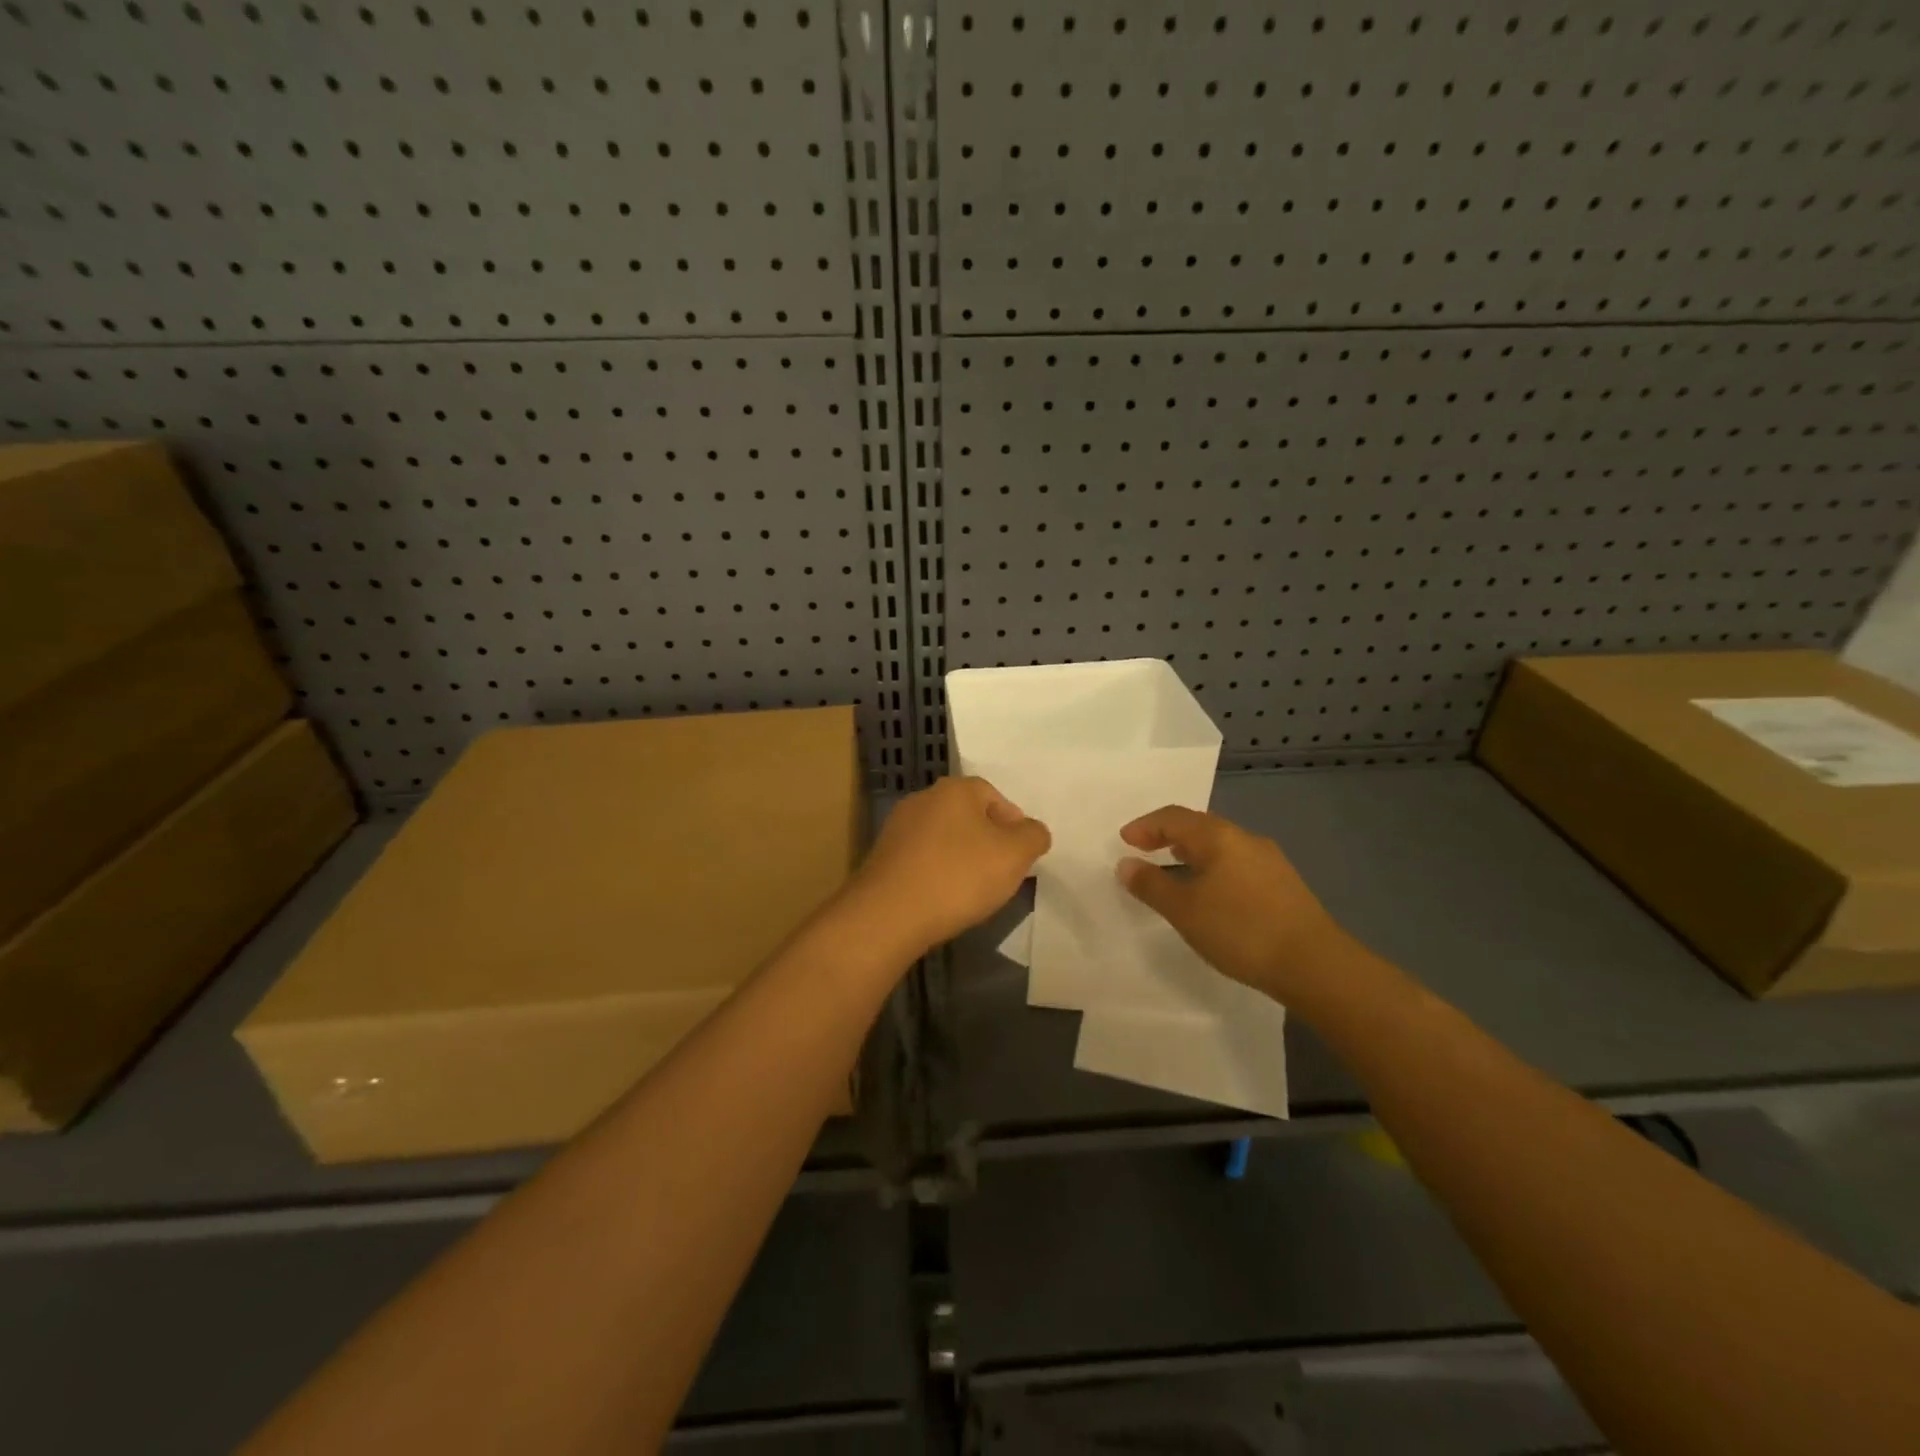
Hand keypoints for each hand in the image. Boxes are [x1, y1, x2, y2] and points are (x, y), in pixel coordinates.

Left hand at [843, 776, 1050, 956]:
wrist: (889, 914)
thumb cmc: (958, 876)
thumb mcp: (1014, 855)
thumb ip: (1033, 836)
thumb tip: (1033, 831)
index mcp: (956, 789)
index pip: (996, 797)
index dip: (1014, 826)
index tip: (1020, 858)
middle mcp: (924, 798)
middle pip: (969, 816)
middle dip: (987, 842)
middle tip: (1000, 875)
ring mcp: (898, 827)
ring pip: (944, 838)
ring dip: (961, 859)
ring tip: (971, 892)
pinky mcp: (882, 856)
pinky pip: (922, 859)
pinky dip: (936, 873)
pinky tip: (942, 898)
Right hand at [1117, 806, 1347, 1001]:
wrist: (1314, 964)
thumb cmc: (1240, 930)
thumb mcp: (1184, 910)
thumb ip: (1151, 885)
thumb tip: (1126, 864)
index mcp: (1218, 837)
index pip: (1173, 817)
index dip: (1145, 826)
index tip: (1125, 841)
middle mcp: (1245, 839)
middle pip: (1198, 826)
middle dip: (1168, 835)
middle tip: (1144, 851)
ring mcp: (1269, 860)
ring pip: (1220, 845)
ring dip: (1191, 853)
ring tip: (1173, 871)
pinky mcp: (1283, 883)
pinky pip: (1236, 863)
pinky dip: (1212, 868)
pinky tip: (1210, 893)